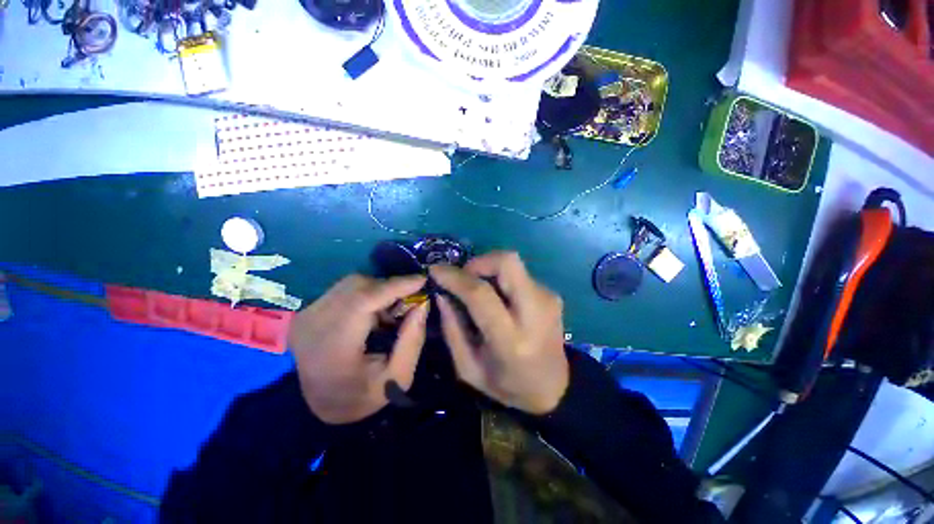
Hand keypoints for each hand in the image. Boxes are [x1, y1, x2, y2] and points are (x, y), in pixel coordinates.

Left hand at [288, 274, 428, 424]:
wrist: (321, 406)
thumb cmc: (362, 396)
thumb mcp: (397, 378)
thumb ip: (413, 340)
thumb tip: (422, 304)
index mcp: (332, 346)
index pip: (363, 300)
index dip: (395, 286)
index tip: (422, 279)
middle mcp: (313, 323)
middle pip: (357, 286)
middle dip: (389, 288)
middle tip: (408, 301)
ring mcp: (307, 315)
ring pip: (351, 283)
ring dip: (377, 290)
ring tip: (390, 312)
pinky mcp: (308, 311)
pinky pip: (344, 289)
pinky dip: (366, 294)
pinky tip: (373, 314)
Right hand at [429, 252, 568, 414]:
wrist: (554, 388)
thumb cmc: (507, 385)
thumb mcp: (468, 368)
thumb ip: (452, 328)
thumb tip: (442, 292)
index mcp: (511, 340)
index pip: (481, 294)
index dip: (455, 277)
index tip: (435, 270)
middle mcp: (535, 312)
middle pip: (506, 262)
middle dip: (478, 262)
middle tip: (463, 277)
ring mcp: (547, 299)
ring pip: (512, 263)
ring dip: (488, 270)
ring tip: (478, 290)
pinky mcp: (551, 294)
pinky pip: (519, 274)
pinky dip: (501, 279)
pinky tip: (498, 298)